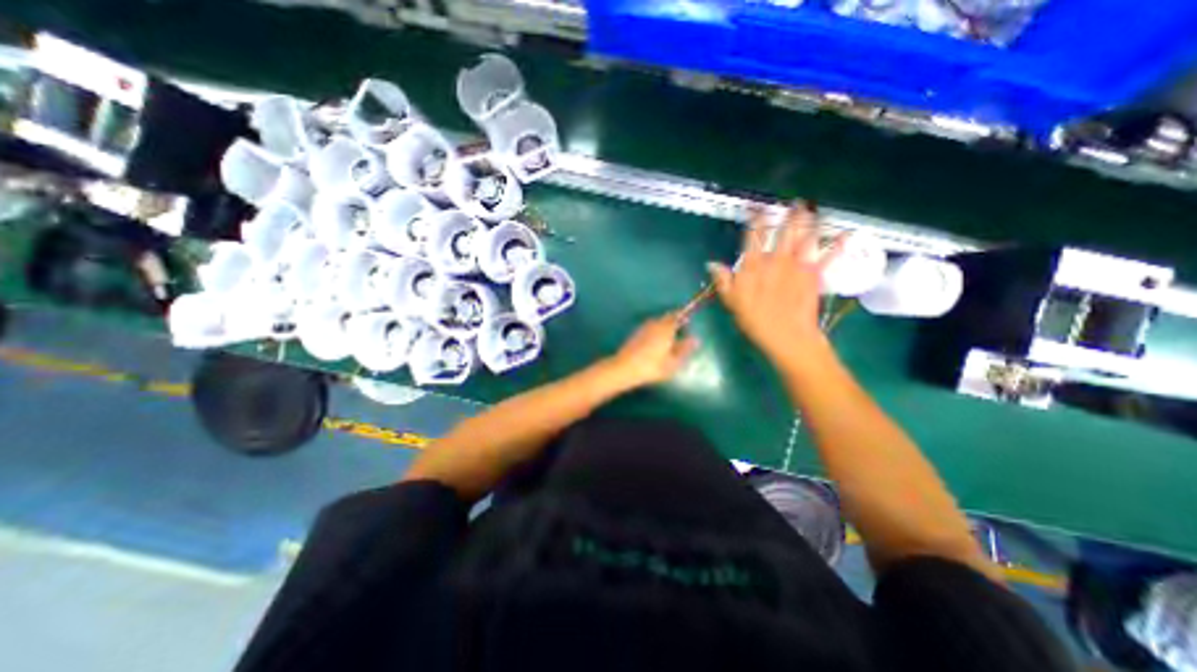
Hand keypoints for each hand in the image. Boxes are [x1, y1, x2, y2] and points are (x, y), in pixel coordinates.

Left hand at [610, 313, 702, 391]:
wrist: (624, 368)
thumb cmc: (652, 367)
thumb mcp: (673, 362)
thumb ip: (685, 349)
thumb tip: (695, 340)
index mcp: (666, 329)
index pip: (676, 316)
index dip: (682, 317)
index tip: (687, 321)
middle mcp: (654, 324)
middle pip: (665, 318)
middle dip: (673, 321)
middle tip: (679, 330)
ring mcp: (643, 328)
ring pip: (656, 322)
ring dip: (663, 326)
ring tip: (668, 338)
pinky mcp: (634, 335)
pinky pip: (648, 328)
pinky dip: (654, 331)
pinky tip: (655, 343)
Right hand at [709, 203, 838, 366]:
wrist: (786, 336)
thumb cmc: (755, 320)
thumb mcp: (731, 302)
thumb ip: (723, 280)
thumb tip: (711, 263)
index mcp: (754, 266)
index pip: (753, 238)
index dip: (755, 221)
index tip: (757, 208)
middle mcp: (776, 260)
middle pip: (784, 232)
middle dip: (789, 216)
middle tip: (795, 202)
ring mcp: (798, 266)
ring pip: (805, 238)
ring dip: (810, 222)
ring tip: (812, 209)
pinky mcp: (814, 276)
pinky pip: (828, 257)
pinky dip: (837, 246)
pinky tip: (845, 234)